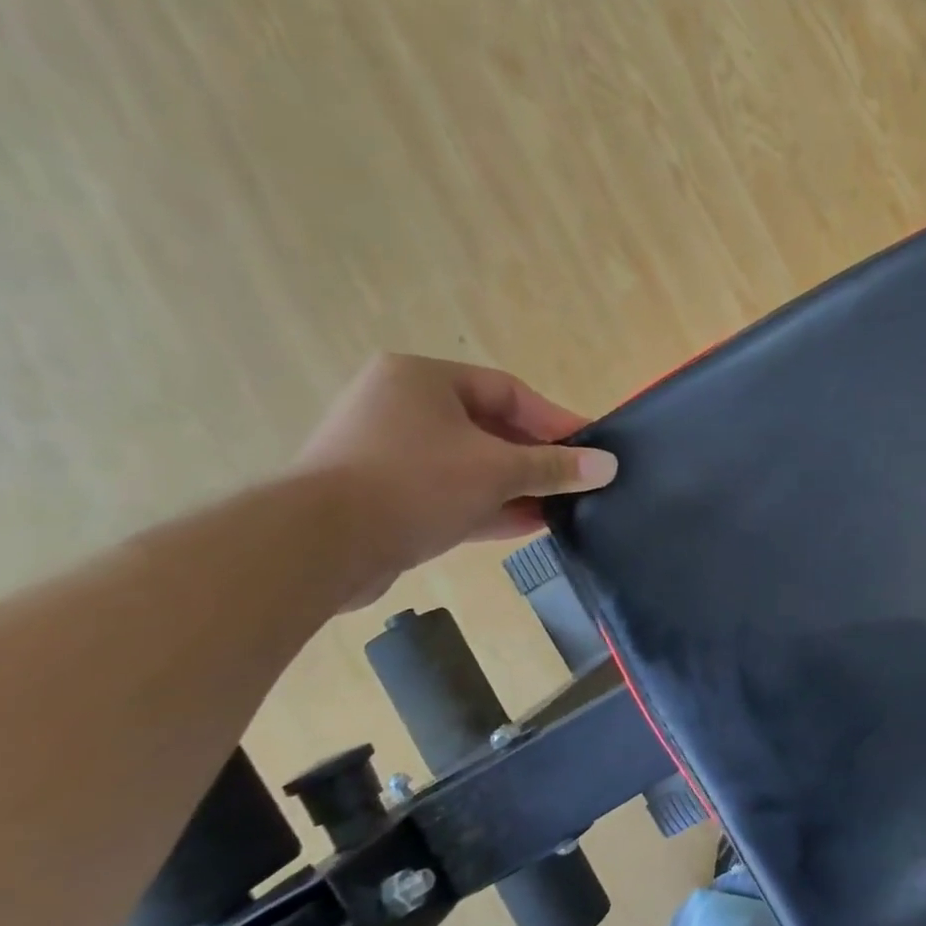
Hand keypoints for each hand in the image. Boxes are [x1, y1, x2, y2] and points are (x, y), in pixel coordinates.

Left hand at [291, 354, 617, 606]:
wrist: (316, 546)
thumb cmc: (414, 483)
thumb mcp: (497, 471)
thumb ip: (555, 467)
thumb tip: (608, 466)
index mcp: (422, 379)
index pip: (508, 392)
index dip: (555, 421)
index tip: (591, 447)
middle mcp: (400, 406)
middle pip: (489, 429)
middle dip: (536, 460)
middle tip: (576, 481)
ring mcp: (386, 452)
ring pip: (468, 465)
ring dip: (515, 487)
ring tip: (560, 508)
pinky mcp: (380, 495)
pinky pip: (446, 492)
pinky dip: (485, 505)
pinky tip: (527, 525)